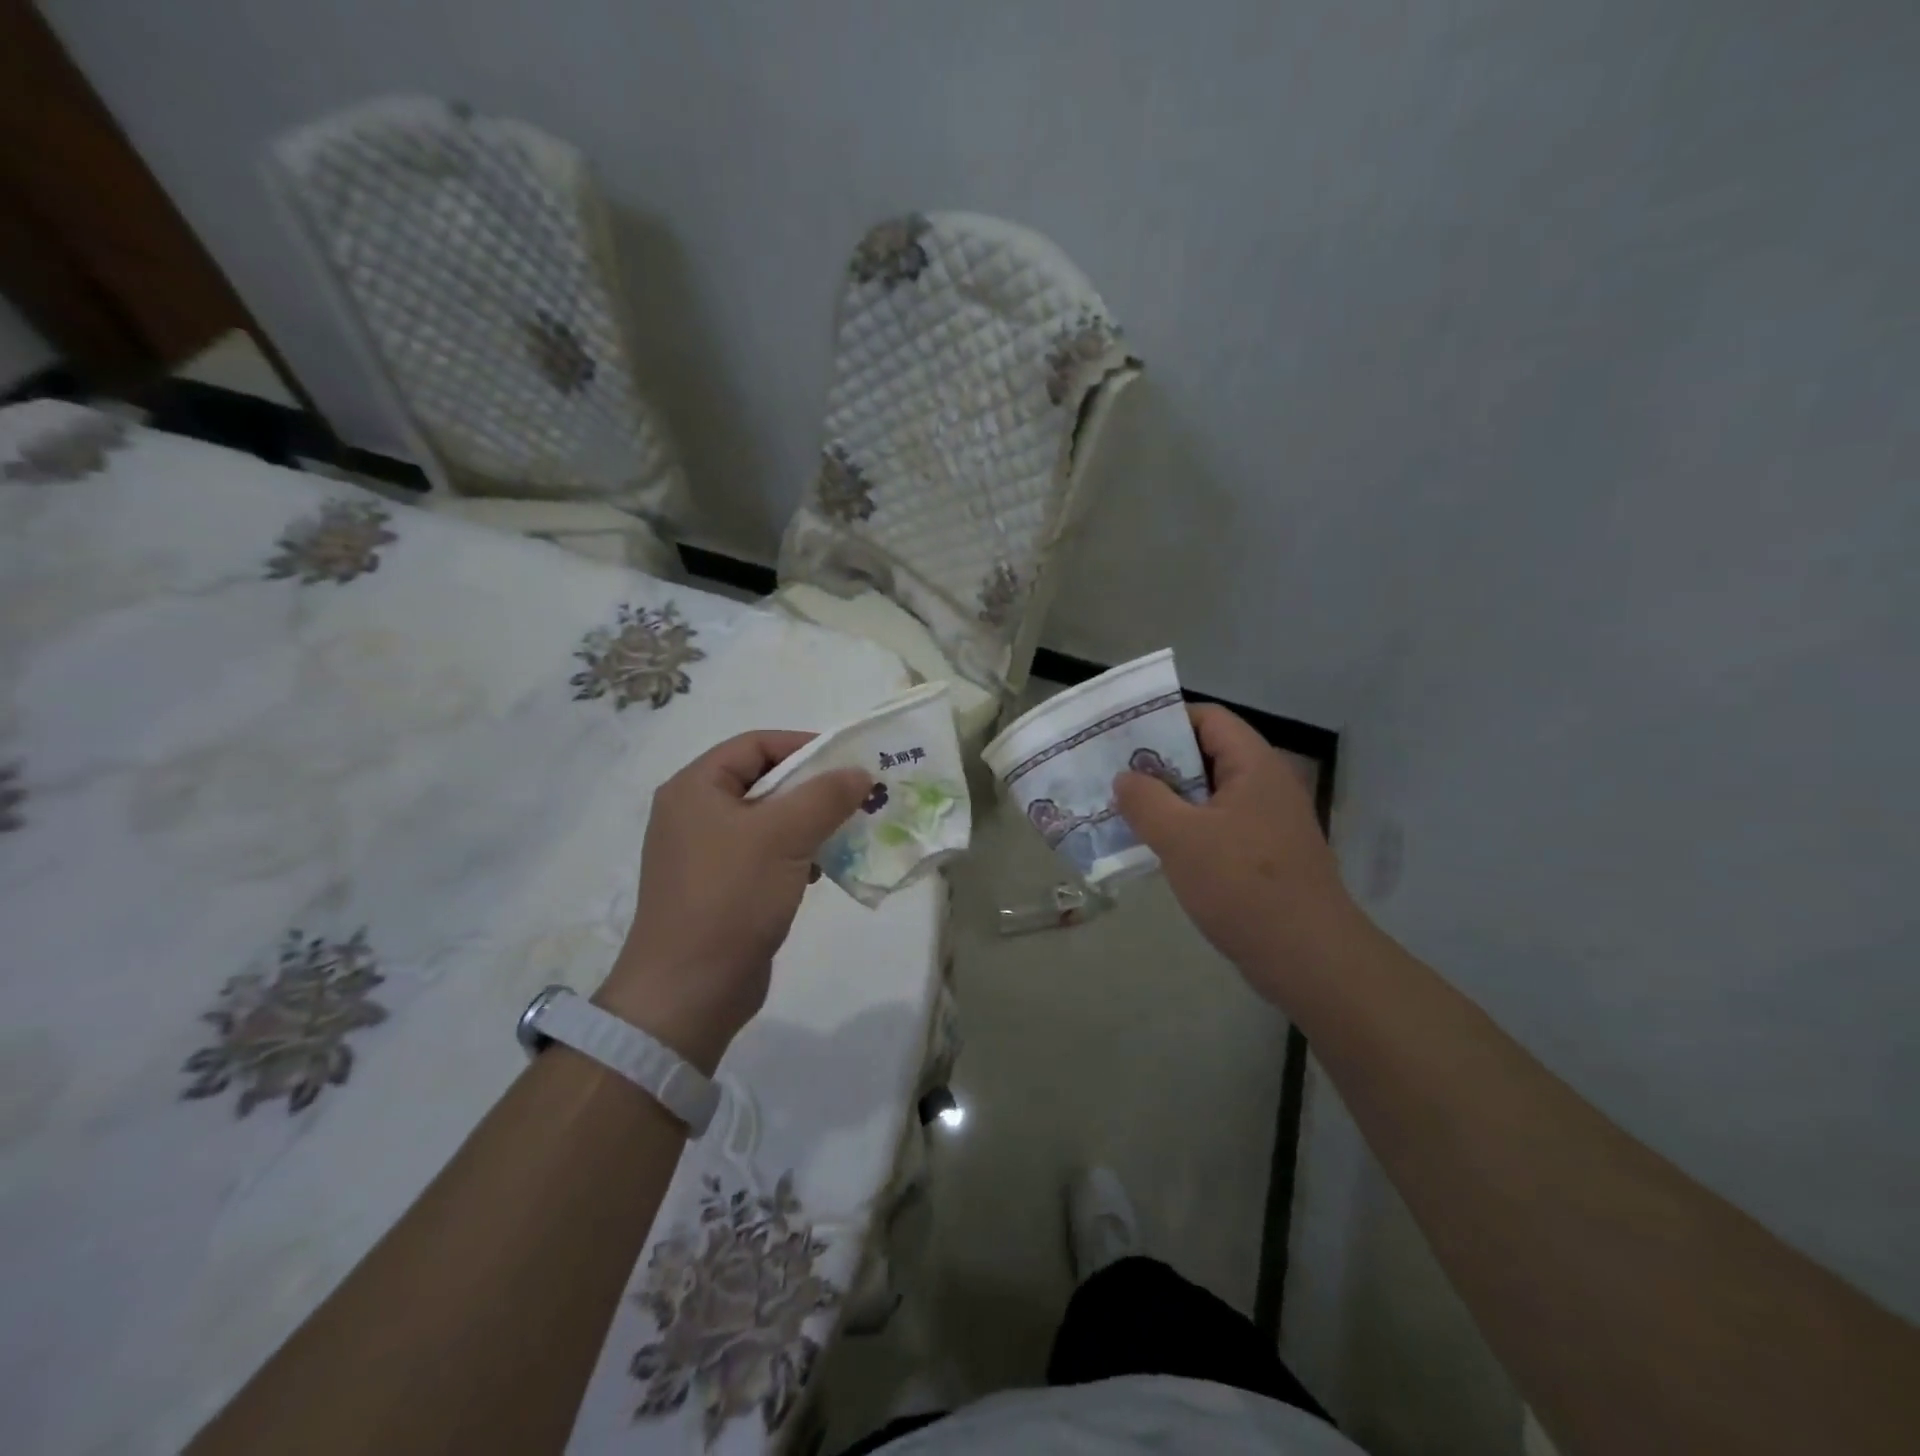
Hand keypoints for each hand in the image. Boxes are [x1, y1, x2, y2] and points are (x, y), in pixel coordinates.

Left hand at [599, 731, 869, 1072]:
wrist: (689, 991)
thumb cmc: (731, 897)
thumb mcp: (784, 836)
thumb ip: (825, 796)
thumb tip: (860, 773)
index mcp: (695, 788)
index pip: (755, 745)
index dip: (804, 747)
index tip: (848, 762)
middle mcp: (694, 813)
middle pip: (763, 782)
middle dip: (813, 789)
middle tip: (857, 797)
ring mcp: (704, 854)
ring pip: (768, 821)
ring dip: (809, 823)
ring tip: (847, 833)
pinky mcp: (720, 888)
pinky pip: (764, 855)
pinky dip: (796, 854)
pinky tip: (822, 871)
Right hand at [1114, 705, 1360, 998]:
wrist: (1308, 958)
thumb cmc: (1243, 886)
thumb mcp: (1181, 838)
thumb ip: (1146, 801)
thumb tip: (1125, 778)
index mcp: (1254, 765)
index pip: (1207, 717)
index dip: (1165, 719)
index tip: (1122, 737)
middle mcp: (1264, 784)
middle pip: (1206, 754)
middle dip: (1158, 762)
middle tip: (1113, 773)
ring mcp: (1266, 821)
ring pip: (1208, 794)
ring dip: (1168, 798)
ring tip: (1124, 808)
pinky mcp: (1263, 854)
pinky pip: (1217, 825)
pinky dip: (1185, 827)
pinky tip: (1154, 845)